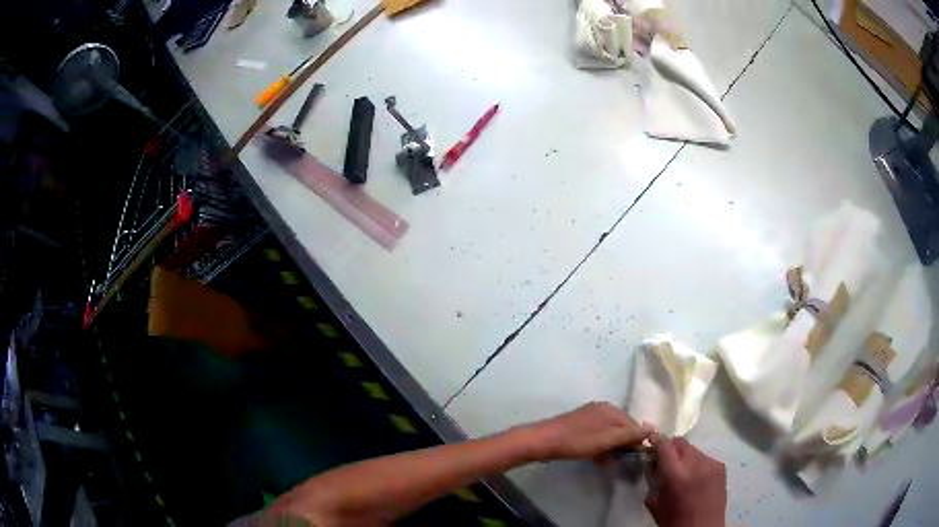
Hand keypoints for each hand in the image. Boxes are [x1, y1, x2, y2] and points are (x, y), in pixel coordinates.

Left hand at [523, 402, 652, 460]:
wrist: (542, 441)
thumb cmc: (576, 441)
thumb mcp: (606, 440)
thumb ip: (629, 434)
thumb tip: (653, 427)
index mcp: (609, 409)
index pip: (633, 424)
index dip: (636, 440)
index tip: (636, 457)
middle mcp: (601, 409)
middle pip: (621, 427)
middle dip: (623, 444)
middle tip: (620, 461)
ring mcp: (588, 416)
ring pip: (608, 433)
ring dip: (611, 447)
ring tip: (608, 462)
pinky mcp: (578, 426)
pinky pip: (597, 436)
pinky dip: (600, 447)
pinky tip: (597, 458)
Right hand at [645, 437, 725, 526]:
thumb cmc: (674, 520)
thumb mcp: (654, 502)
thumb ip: (653, 479)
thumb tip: (653, 464)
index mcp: (676, 474)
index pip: (665, 445)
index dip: (657, 443)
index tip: (651, 445)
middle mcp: (696, 463)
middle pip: (681, 443)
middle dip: (671, 450)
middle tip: (666, 463)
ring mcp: (711, 463)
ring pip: (693, 450)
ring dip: (685, 458)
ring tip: (683, 474)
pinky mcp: (721, 466)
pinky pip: (705, 458)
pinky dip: (697, 465)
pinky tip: (696, 479)